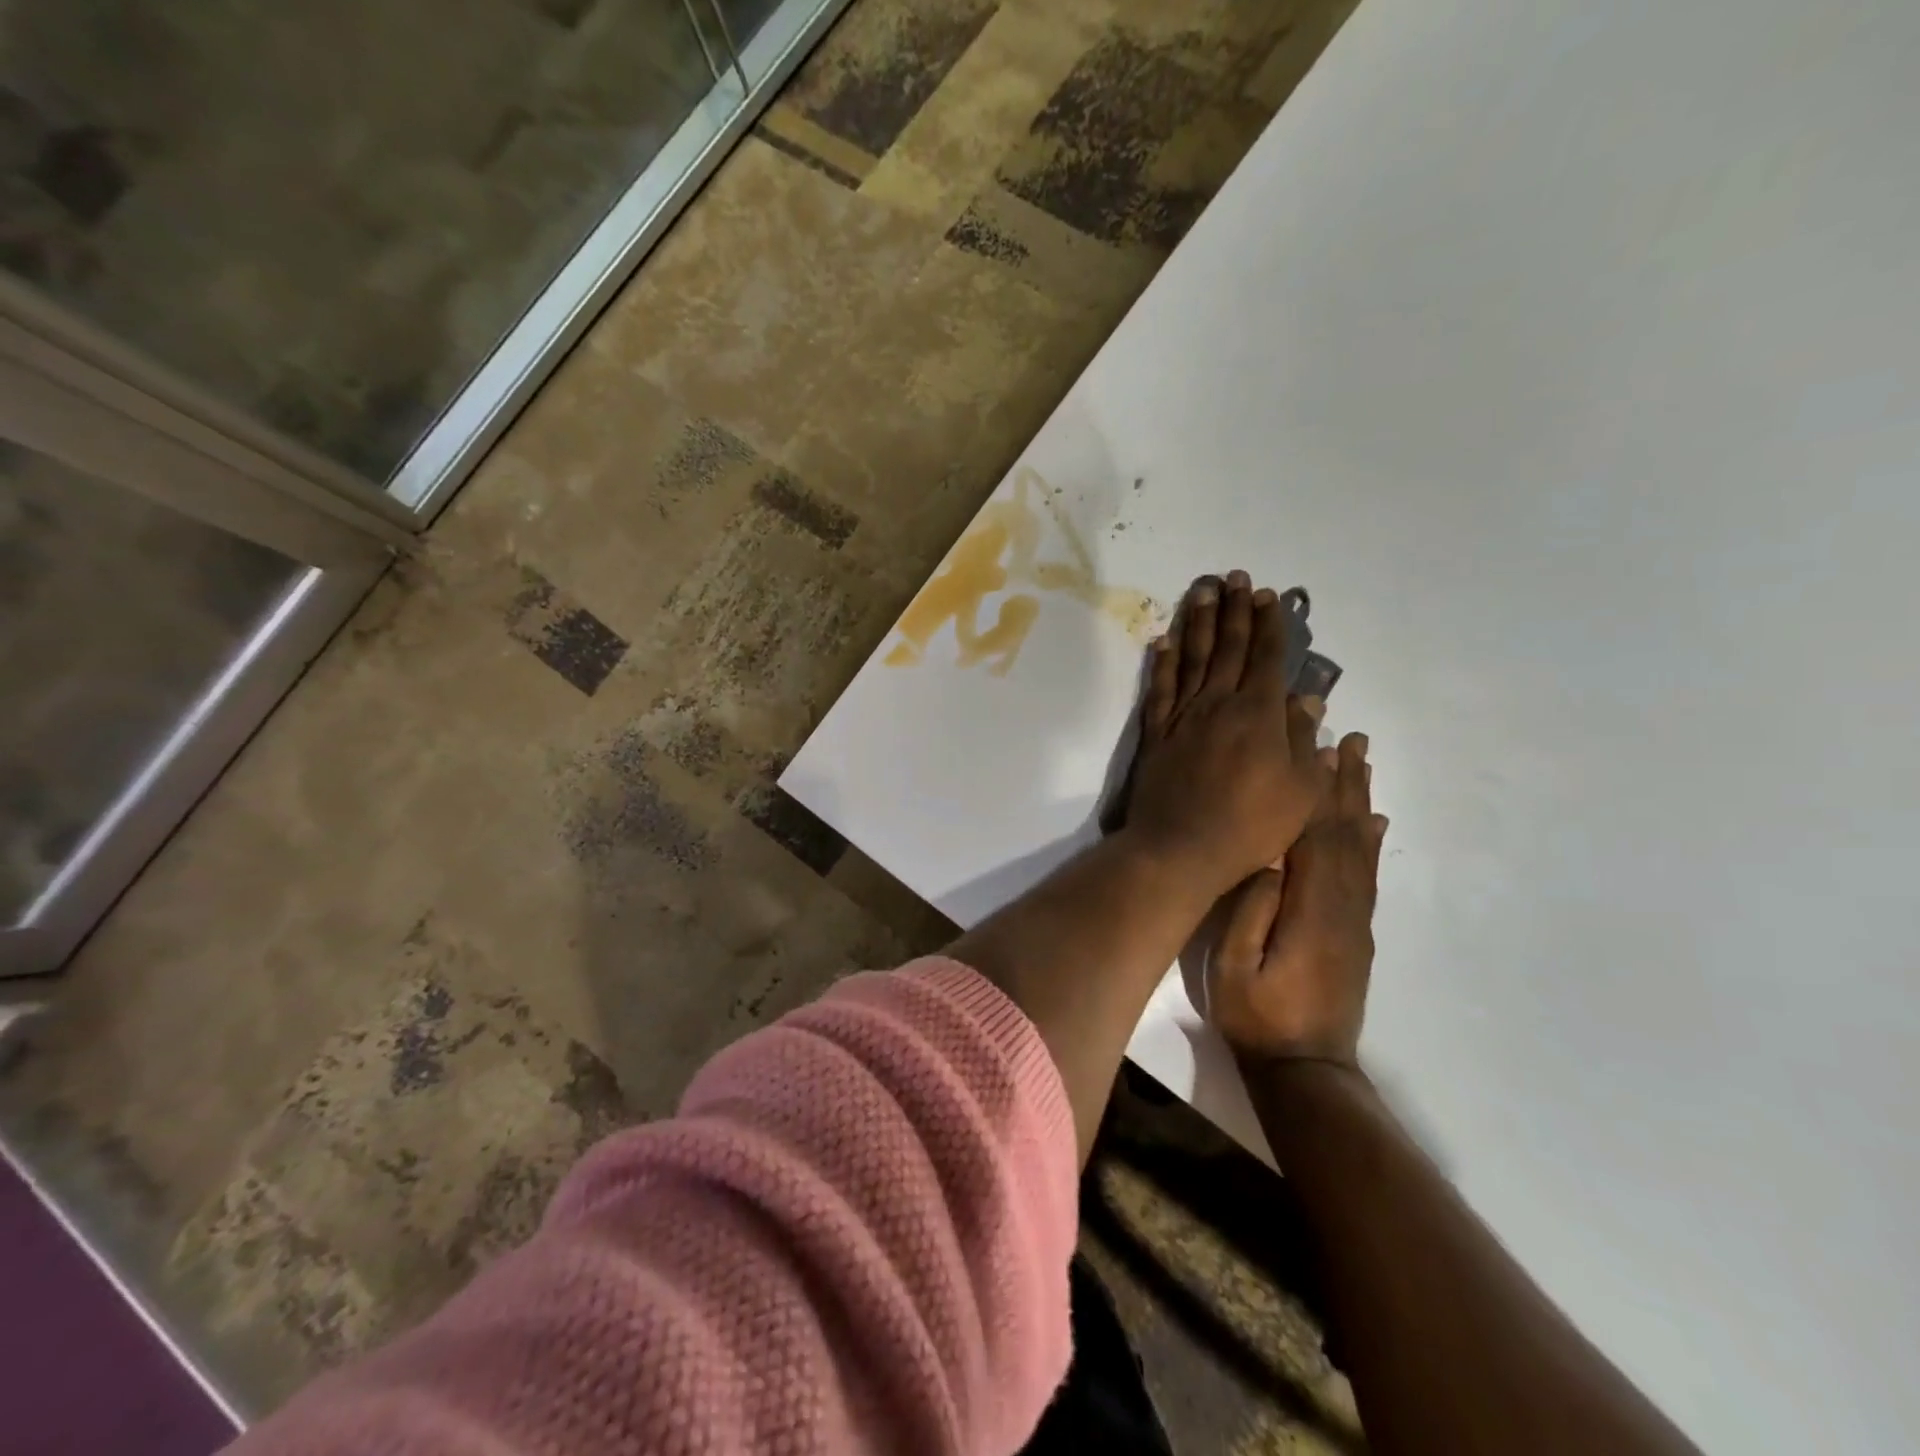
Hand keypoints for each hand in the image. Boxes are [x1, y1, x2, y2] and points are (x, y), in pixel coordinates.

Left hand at [1124, 571, 1329, 896]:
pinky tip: (1162, 641)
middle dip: (1235, 609)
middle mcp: (1219, 703)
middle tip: (1235, 577)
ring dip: (1198, 621)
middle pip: (1229, 646)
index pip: (1268, 658)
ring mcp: (1183, 715)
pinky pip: (1159, 687)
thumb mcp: (1300, 792)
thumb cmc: (1251, 826)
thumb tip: (1307, 700)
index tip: (1269, 596)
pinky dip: (1162, 661)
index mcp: (1259, 714)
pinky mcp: (1156, 731)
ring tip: (1203, 590)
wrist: (1181, 847)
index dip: (1270, 625)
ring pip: (1192, 657)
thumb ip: (1303, 741)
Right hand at [1207, 731, 1386, 1064]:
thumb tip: (1269, 861)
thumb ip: (1251, 913)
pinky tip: (1372, 821)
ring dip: (1359, 800)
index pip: (1316, 836)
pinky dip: (1370, 840)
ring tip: (1360, 762)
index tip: (1317, 747)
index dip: (1316, 789)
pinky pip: (1367, 874)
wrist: (1306, 1069)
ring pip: (1360, 847)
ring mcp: (1355, 919)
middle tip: (1350, 737)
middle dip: (1345, 782)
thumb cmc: (1258, 1016)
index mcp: (1312, 909)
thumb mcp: (1232, 968)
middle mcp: (1344, 905)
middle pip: (1345, 832)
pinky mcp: (1357, 932)